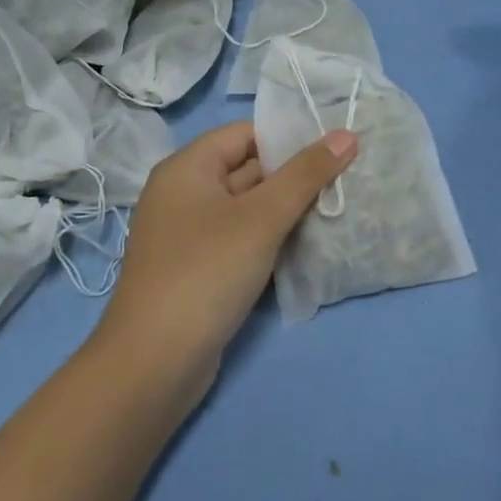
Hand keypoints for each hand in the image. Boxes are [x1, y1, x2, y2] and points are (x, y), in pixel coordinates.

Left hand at [92, 120, 358, 397]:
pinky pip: (241, 239)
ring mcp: (189, 235)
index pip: (245, 134)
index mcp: (187, 168)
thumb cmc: (205, 273)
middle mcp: (184, 194)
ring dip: (287, 210)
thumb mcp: (261, 218)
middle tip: (346, 179)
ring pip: (247, 208)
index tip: (334, 148)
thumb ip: (305, 174)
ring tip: (337, 208)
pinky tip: (308, 246)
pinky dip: (271, 239)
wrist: (153, 366)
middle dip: (294, 175)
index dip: (288, 137)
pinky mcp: (199, 270)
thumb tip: (347, 134)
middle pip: (247, 169)